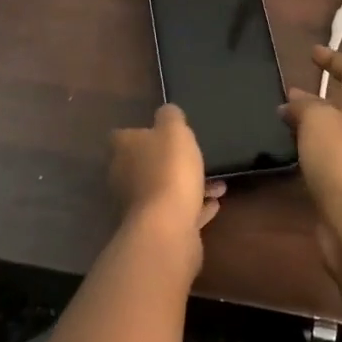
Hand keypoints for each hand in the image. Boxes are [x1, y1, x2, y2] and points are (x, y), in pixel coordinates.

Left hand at [108, 104, 224, 251]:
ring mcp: (138, 206)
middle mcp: (124, 177)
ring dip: (189, 185)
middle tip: (196, 157)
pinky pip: (177, 212)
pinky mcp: (155, 229)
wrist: (167, 228)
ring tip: (218, 184)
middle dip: (170, 162)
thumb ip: (170, 116)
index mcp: (123, 150)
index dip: (142, 132)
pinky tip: (214, 203)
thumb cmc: (169, 170)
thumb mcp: (174, 130)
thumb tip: (166, 112)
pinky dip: (194, 207)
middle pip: (145, 165)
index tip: (164, 132)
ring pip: (164, 189)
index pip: (124, 136)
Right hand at [280, 47, 341, 277]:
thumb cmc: (341, 161)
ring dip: (307, 124)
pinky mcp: (341, 185)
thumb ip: (303, 105)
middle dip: (315, 96)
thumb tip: (292, 101)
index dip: (334, 60)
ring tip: (278, 121)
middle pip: (340, 104)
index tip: (312, 53)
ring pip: (328, 132)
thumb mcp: (317, 120)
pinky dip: (305, 150)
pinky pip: (321, 157)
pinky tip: (286, 154)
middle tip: (284, 93)